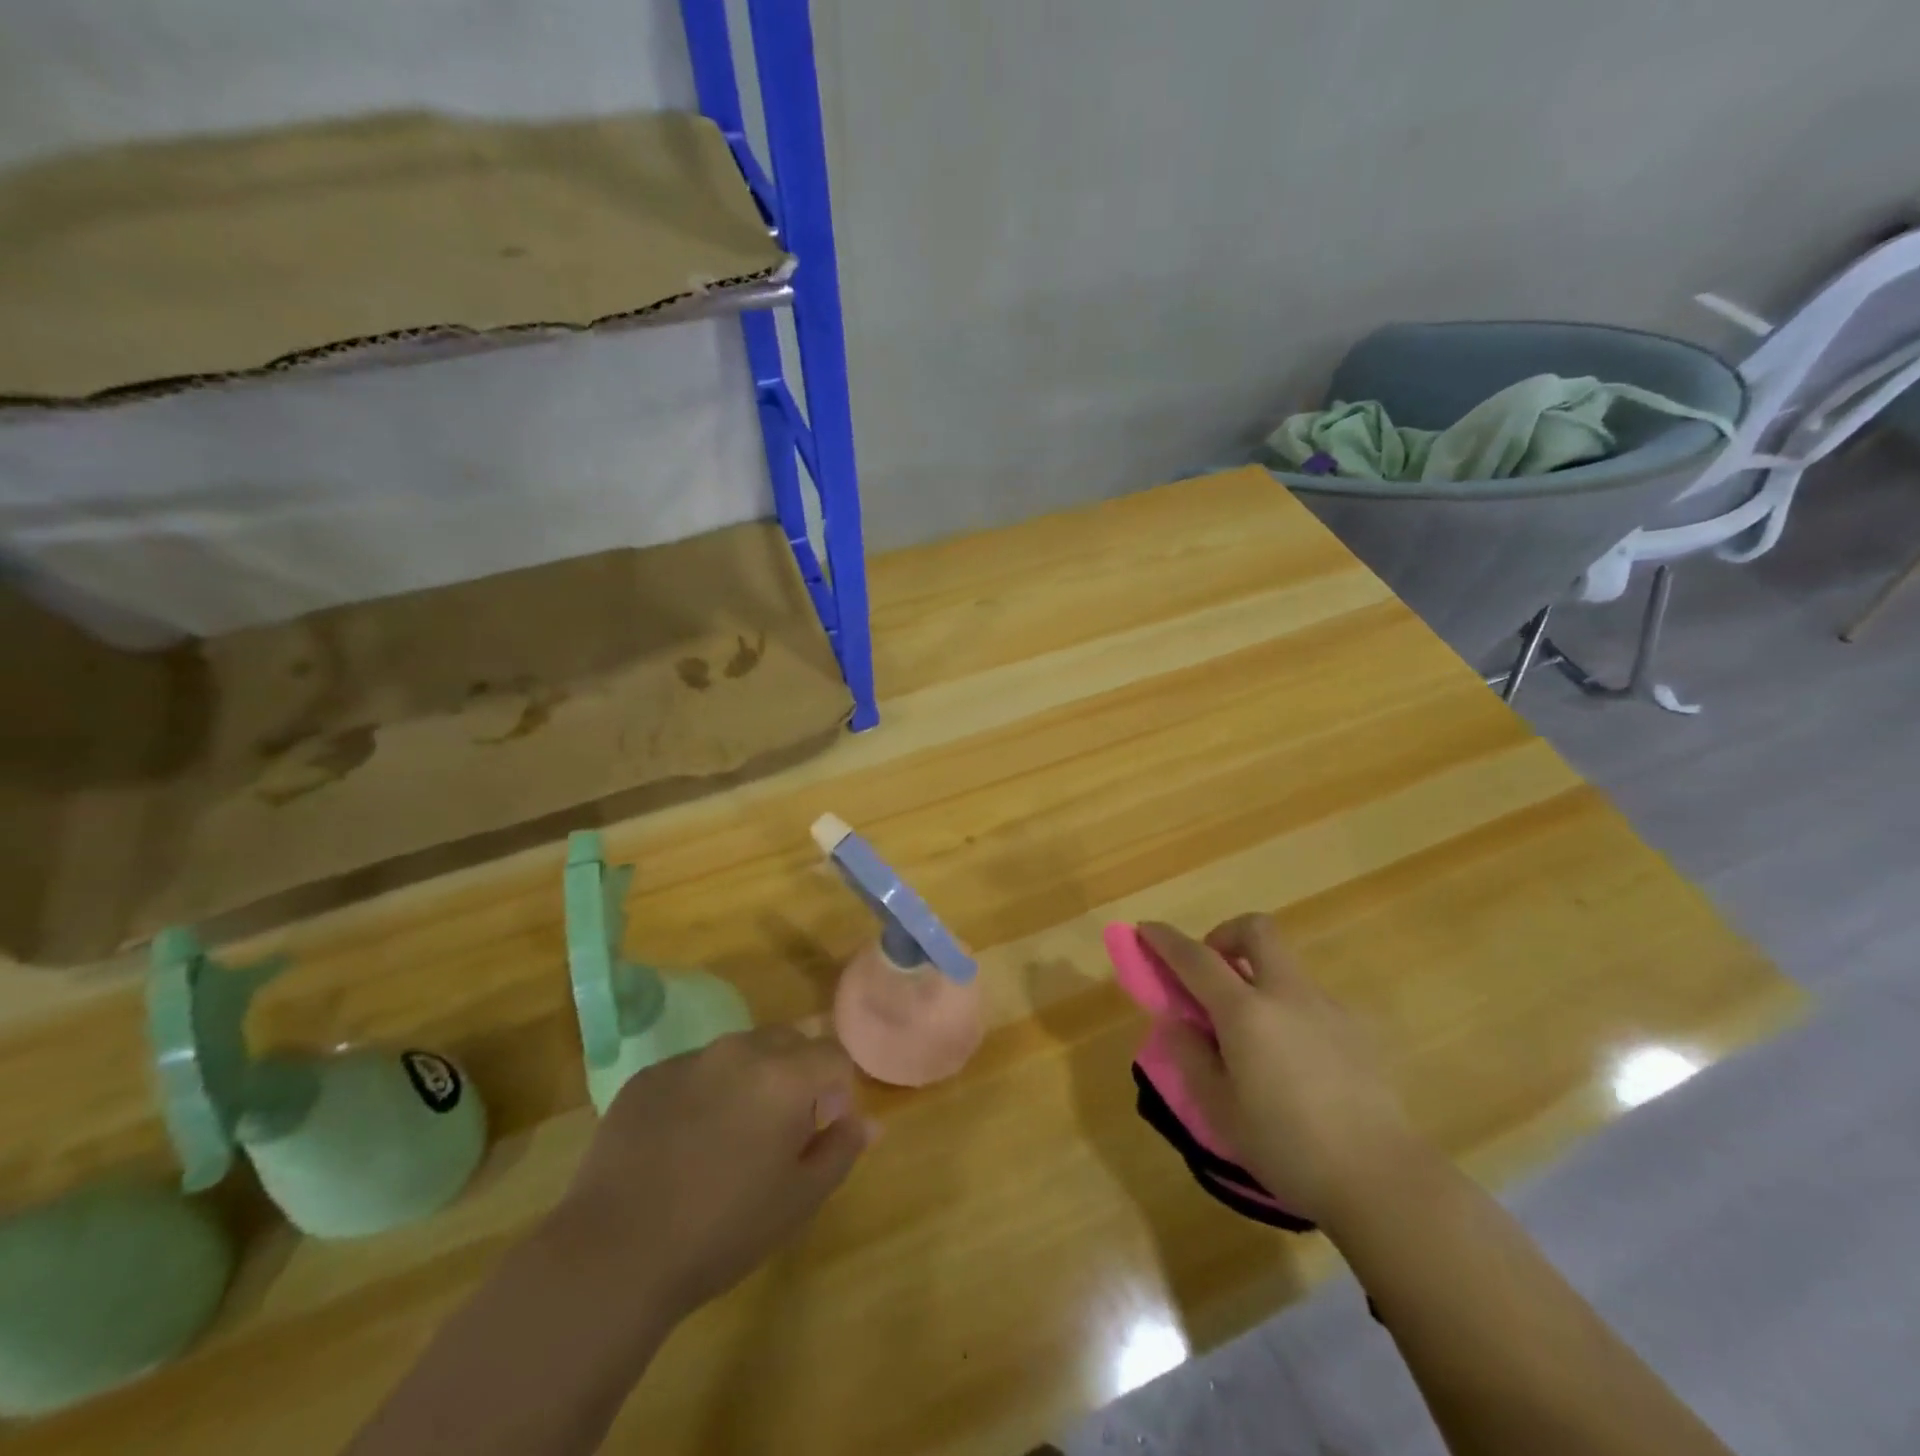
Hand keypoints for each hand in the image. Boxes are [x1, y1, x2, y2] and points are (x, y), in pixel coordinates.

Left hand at [553, 1026, 875, 1325]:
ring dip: (751, 1079)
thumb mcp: (799, 1200)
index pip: (833, 1055)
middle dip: (797, 1073)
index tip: (823, 1128)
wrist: (614, 1254)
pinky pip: (693, 1071)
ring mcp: (688, 1059)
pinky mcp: (647, 1077)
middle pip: (788, 1041)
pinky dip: (704, 1092)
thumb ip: (841, 1150)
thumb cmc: (723, 1230)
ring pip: (739, 1052)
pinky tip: (683, 1144)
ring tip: (730, 1137)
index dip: (838, 1089)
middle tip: (782, 1129)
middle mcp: (739, 1051)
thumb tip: (868, 1122)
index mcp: (784, 1075)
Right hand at [1138, 916, 1424, 1228]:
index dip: (1165, 939)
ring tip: (1249, 1033)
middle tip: (1212, 972)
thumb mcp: (1220, 1110)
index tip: (1146, 928)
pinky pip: (1308, 999)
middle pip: (1256, 931)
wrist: (1383, 1179)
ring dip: (1257, 975)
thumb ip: (1191, 1057)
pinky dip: (1286, 1007)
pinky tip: (1290, 1060)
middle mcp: (1287, 995)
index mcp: (1246, 1013)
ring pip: (1285, 965)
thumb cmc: (1288, 1147)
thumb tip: (1179, 1023)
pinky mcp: (1356, 1031)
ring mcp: (1327, 1008)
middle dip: (1225, 935)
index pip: (1195, 958)